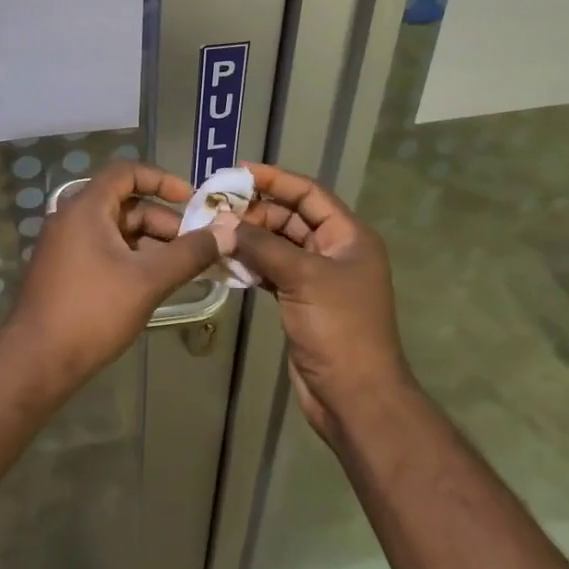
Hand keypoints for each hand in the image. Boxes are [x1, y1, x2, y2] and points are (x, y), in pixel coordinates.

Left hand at [0, 161, 223, 391]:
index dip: (162, 180)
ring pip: (116, 231)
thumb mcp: (148, 280)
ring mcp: (64, 246)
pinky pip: (103, 251)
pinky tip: (153, 283)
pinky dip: (131, 258)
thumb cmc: (93, 311)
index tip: (192, 200)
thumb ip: (190, 253)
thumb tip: (229, 233)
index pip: (126, 172)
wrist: (36, 361)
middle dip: (163, 221)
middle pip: (124, 204)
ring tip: (182, 268)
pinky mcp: (63, 271)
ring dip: (150, 243)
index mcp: (85, 208)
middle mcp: (71, 218)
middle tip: (195, 246)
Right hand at [226, 163, 414, 440]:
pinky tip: (225, 261)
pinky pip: (272, 271)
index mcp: (349, 236)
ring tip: (214, 231)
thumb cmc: (339, 328)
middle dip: (256, 211)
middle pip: (292, 217)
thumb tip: (223, 222)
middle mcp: (335, 251)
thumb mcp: (302, 278)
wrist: (354, 396)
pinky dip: (251, 265)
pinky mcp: (301, 301)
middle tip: (217, 208)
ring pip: (279, 245)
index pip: (310, 194)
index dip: (276, 179)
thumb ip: (262, 246)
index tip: (239, 172)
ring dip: (250, 238)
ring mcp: (318, 278)